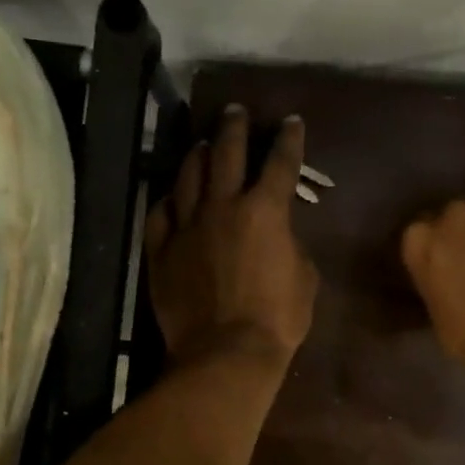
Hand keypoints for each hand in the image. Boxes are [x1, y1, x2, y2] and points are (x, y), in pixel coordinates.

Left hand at [147, 105, 317, 370]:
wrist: (226, 354)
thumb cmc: (277, 320)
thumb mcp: (304, 278)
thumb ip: (291, 244)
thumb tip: (278, 234)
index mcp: (265, 210)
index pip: (280, 162)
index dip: (288, 138)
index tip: (290, 121)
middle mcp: (222, 206)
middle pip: (226, 153)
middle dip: (233, 127)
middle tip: (234, 110)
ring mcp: (186, 227)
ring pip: (188, 177)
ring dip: (197, 155)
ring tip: (202, 143)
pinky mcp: (160, 250)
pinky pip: (159, 215)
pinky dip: (167, 201)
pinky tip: (170, 195)